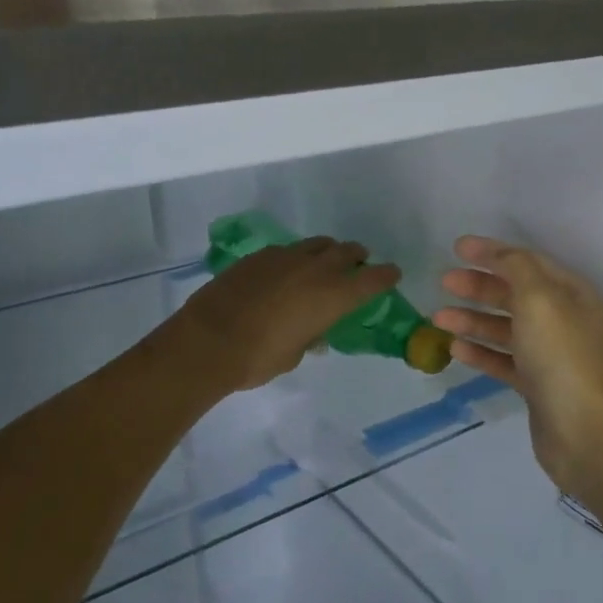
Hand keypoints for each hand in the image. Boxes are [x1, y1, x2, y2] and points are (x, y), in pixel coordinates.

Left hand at [168, 237, 401, 393]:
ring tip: (323, 264)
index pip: (372, 278)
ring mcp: (285, 257)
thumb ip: (311, 335)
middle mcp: (315, 269)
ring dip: (327, 252)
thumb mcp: (295, 353)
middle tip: (358, 264)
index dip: (386, 275)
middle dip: (357, 257)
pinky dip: (296, 258)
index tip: (393, 273)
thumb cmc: (259, 358)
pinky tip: (286, 273)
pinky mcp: (258, 256)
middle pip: (346, 251)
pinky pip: (287, 251)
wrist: (209, 341)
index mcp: (334, 295)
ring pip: (317, 245)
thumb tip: (315, 331)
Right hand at [433, 236, 602, 491]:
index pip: (528, 263)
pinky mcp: (537, 386)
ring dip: (473, 320)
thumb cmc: (561, 356)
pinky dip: (481, 352)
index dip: (493, 252)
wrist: (584, 431)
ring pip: (506, 329)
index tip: (457, 248)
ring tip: (438, 318)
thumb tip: (498, 254)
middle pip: (515, 295)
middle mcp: (564, 321)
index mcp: (572, 294)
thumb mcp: (539, 298)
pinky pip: (504, 361)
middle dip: (479, 286)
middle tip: (444, 282)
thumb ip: (516, 268)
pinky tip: (456, 349)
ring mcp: (551, 356)